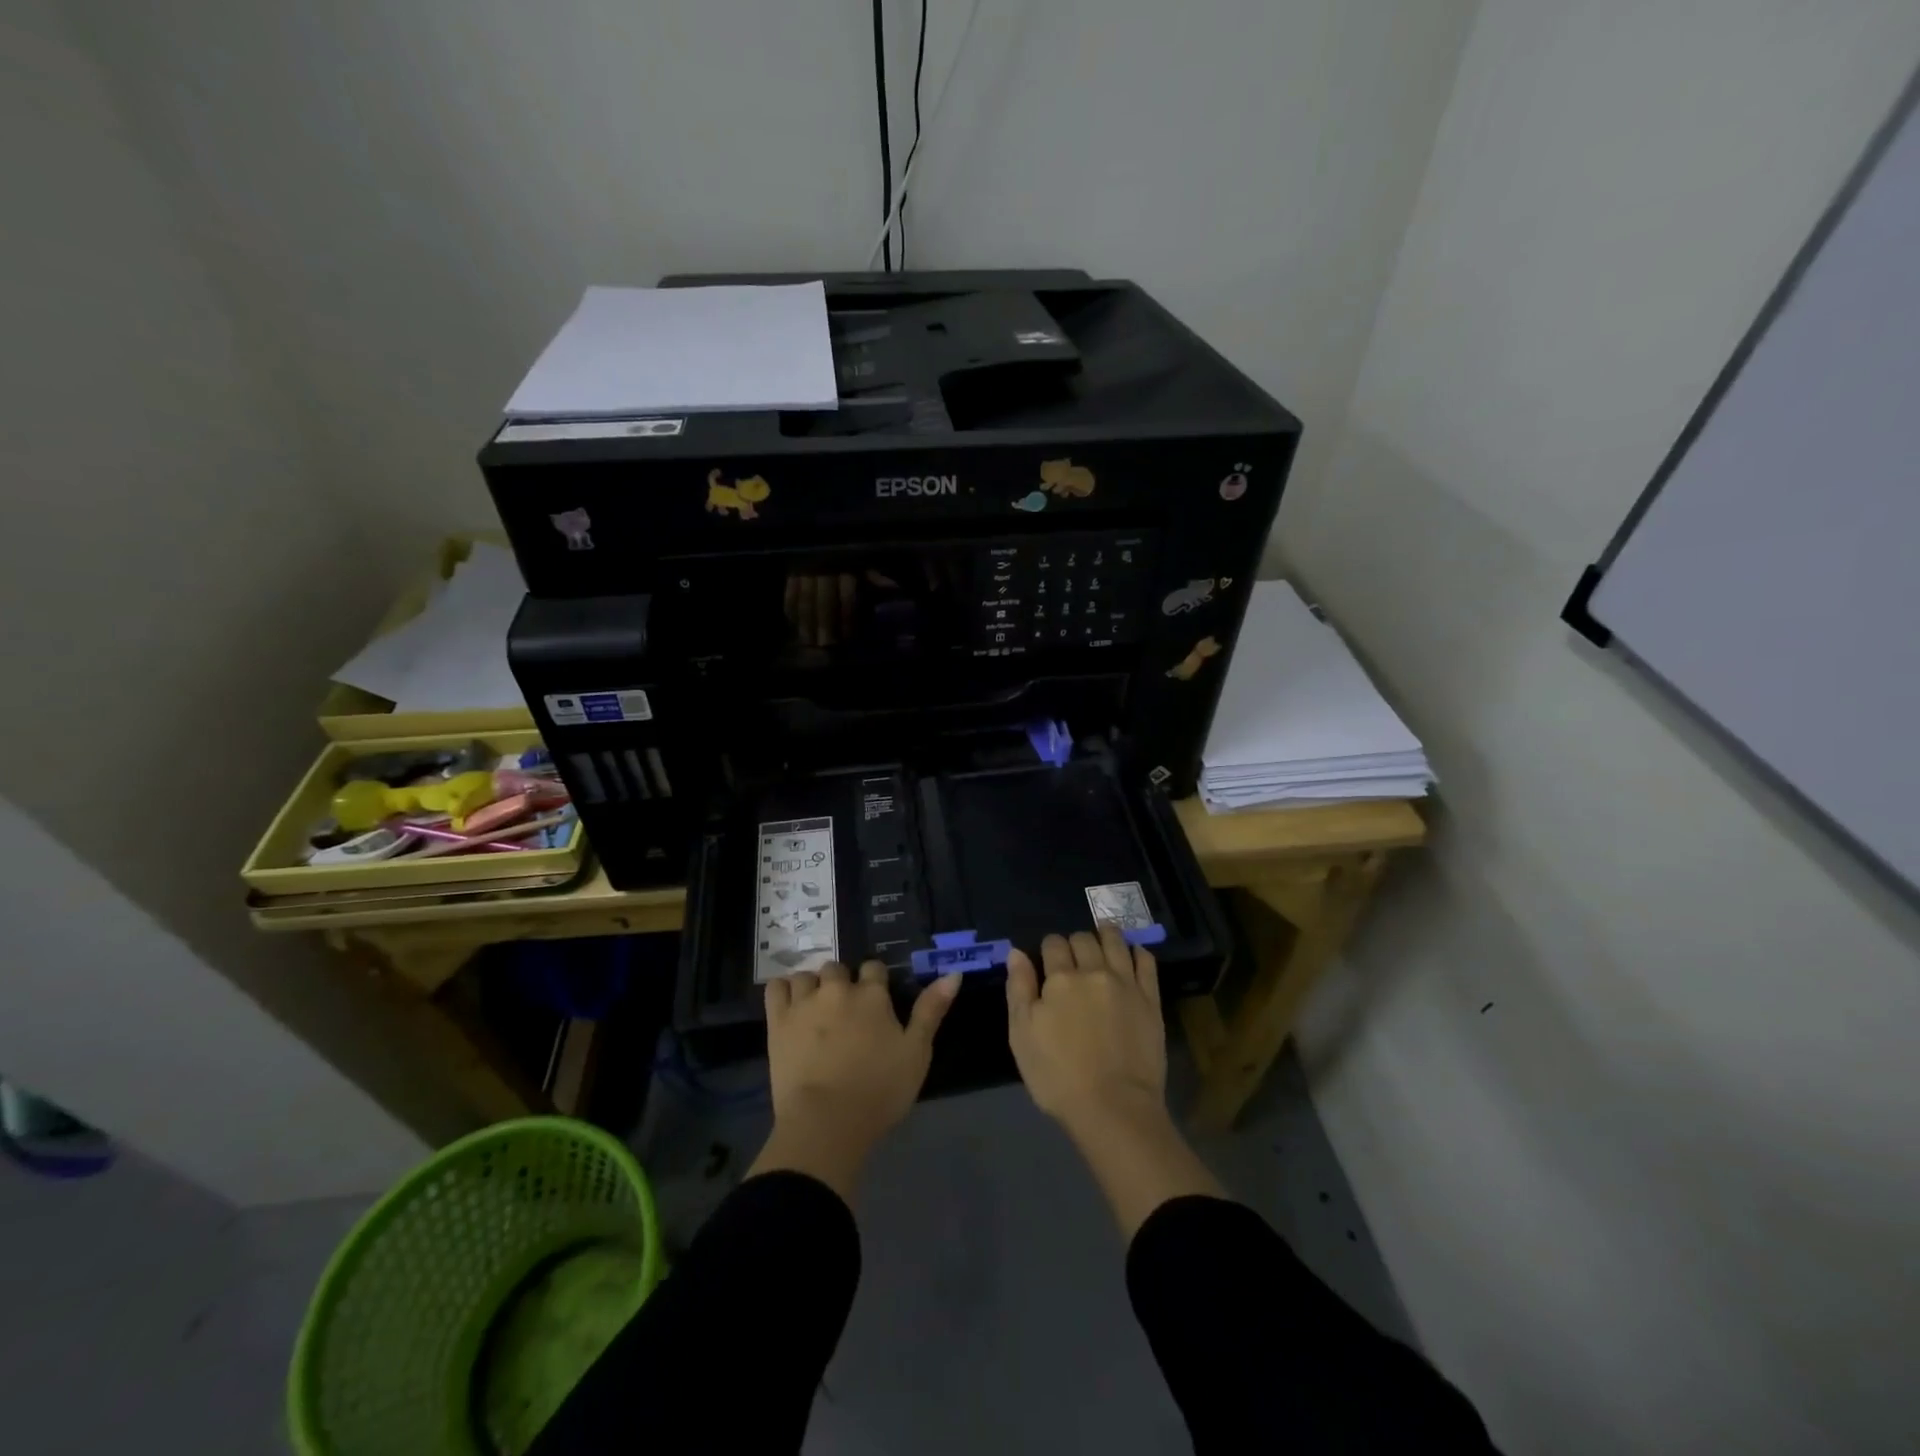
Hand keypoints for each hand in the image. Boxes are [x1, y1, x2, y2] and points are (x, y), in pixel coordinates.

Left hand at [748, 961, 961, 1199]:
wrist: (826, 1122)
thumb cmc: (879, 1091)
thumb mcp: (917, 1053)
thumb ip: (931, 1010)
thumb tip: (952, 974)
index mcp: (873, 995)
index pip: (874, 968)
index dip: (876, 982)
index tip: (876, 1003)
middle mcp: (838, 989)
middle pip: (838, 968)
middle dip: (843, 983)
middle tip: (846, 1011)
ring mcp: (805, 1002)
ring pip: (808, 975)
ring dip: (814, 986)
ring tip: (817, 1008)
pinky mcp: (778, 1021)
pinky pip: (776, 988)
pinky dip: (784, 990)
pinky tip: (790, 1005)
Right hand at [1007, 925, 1221, 1237]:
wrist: (1114, 1108)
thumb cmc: (1058, 1076)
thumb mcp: (1022, 1035)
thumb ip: (1018, 989)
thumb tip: (1017, 953)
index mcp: (1060, 979)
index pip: (1053, 944)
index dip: (1048, 948)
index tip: (1048, 960)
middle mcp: (1094, 971)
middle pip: (1083, 939)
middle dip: (1075, 942)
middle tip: (1073, 957)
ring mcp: (1126, 983)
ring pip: (1116, 941)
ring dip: (1106, 934)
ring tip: (1103, 936)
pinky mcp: (1151, 999)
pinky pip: (1146, 961)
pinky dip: (1137, 951)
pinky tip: (1132, 953)